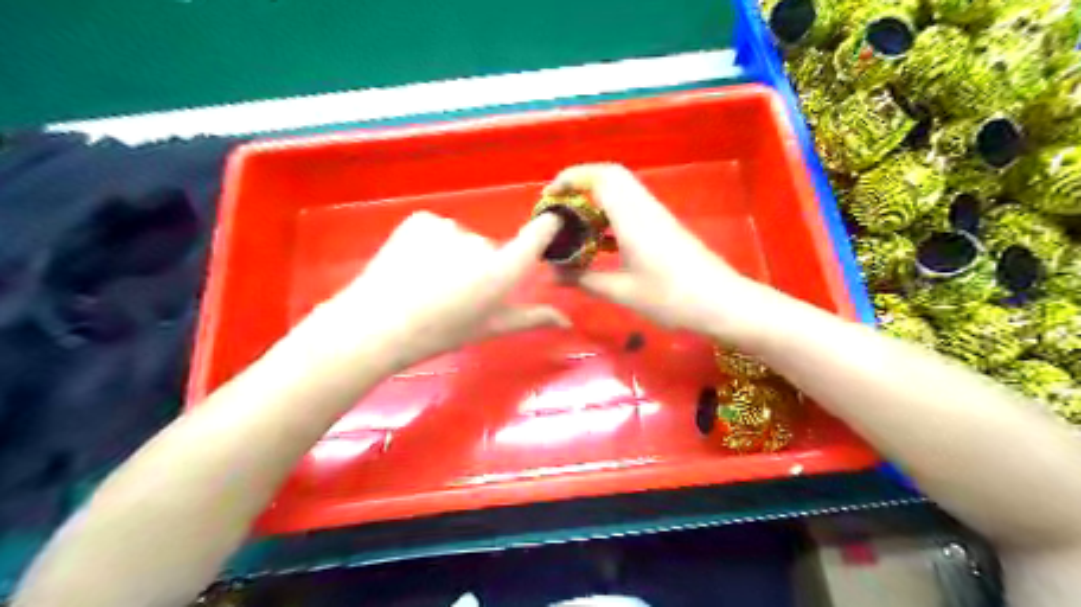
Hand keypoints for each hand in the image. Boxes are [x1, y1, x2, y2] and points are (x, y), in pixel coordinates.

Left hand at [291, 211, 567, 372]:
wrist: (377, 325)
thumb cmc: (440, 333)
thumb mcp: (488, 328)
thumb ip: (530, 318)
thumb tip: (566, 320)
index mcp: (501, 273)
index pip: (535, 237)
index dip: (545, 228)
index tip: (551, 222)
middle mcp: (481, 244)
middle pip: (490, 249)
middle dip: (480, 266)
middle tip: (455, 293)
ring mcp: (449, 228)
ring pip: (461, 240)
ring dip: (453, 255)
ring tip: (428, 282)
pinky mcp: (421, 219)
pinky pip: (437, 229)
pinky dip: (430, 243)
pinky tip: (414, 265)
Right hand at [550, 162, 777, 345]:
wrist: (723, 304)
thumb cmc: (671, 298)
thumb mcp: (623, 292)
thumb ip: (584, 281)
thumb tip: (552, 276)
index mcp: (633, 217)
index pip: (601, 177)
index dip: (572, 177)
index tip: (549, 194)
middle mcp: (645, 208)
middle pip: (612, 177)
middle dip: (582, 183)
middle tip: (559, 206)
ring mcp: (657, 217)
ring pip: (622, 193)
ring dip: (596, 200)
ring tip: (573, 224)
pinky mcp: (664, 229)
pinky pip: (631, 210)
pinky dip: (610, 217)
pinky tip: (598, 244)